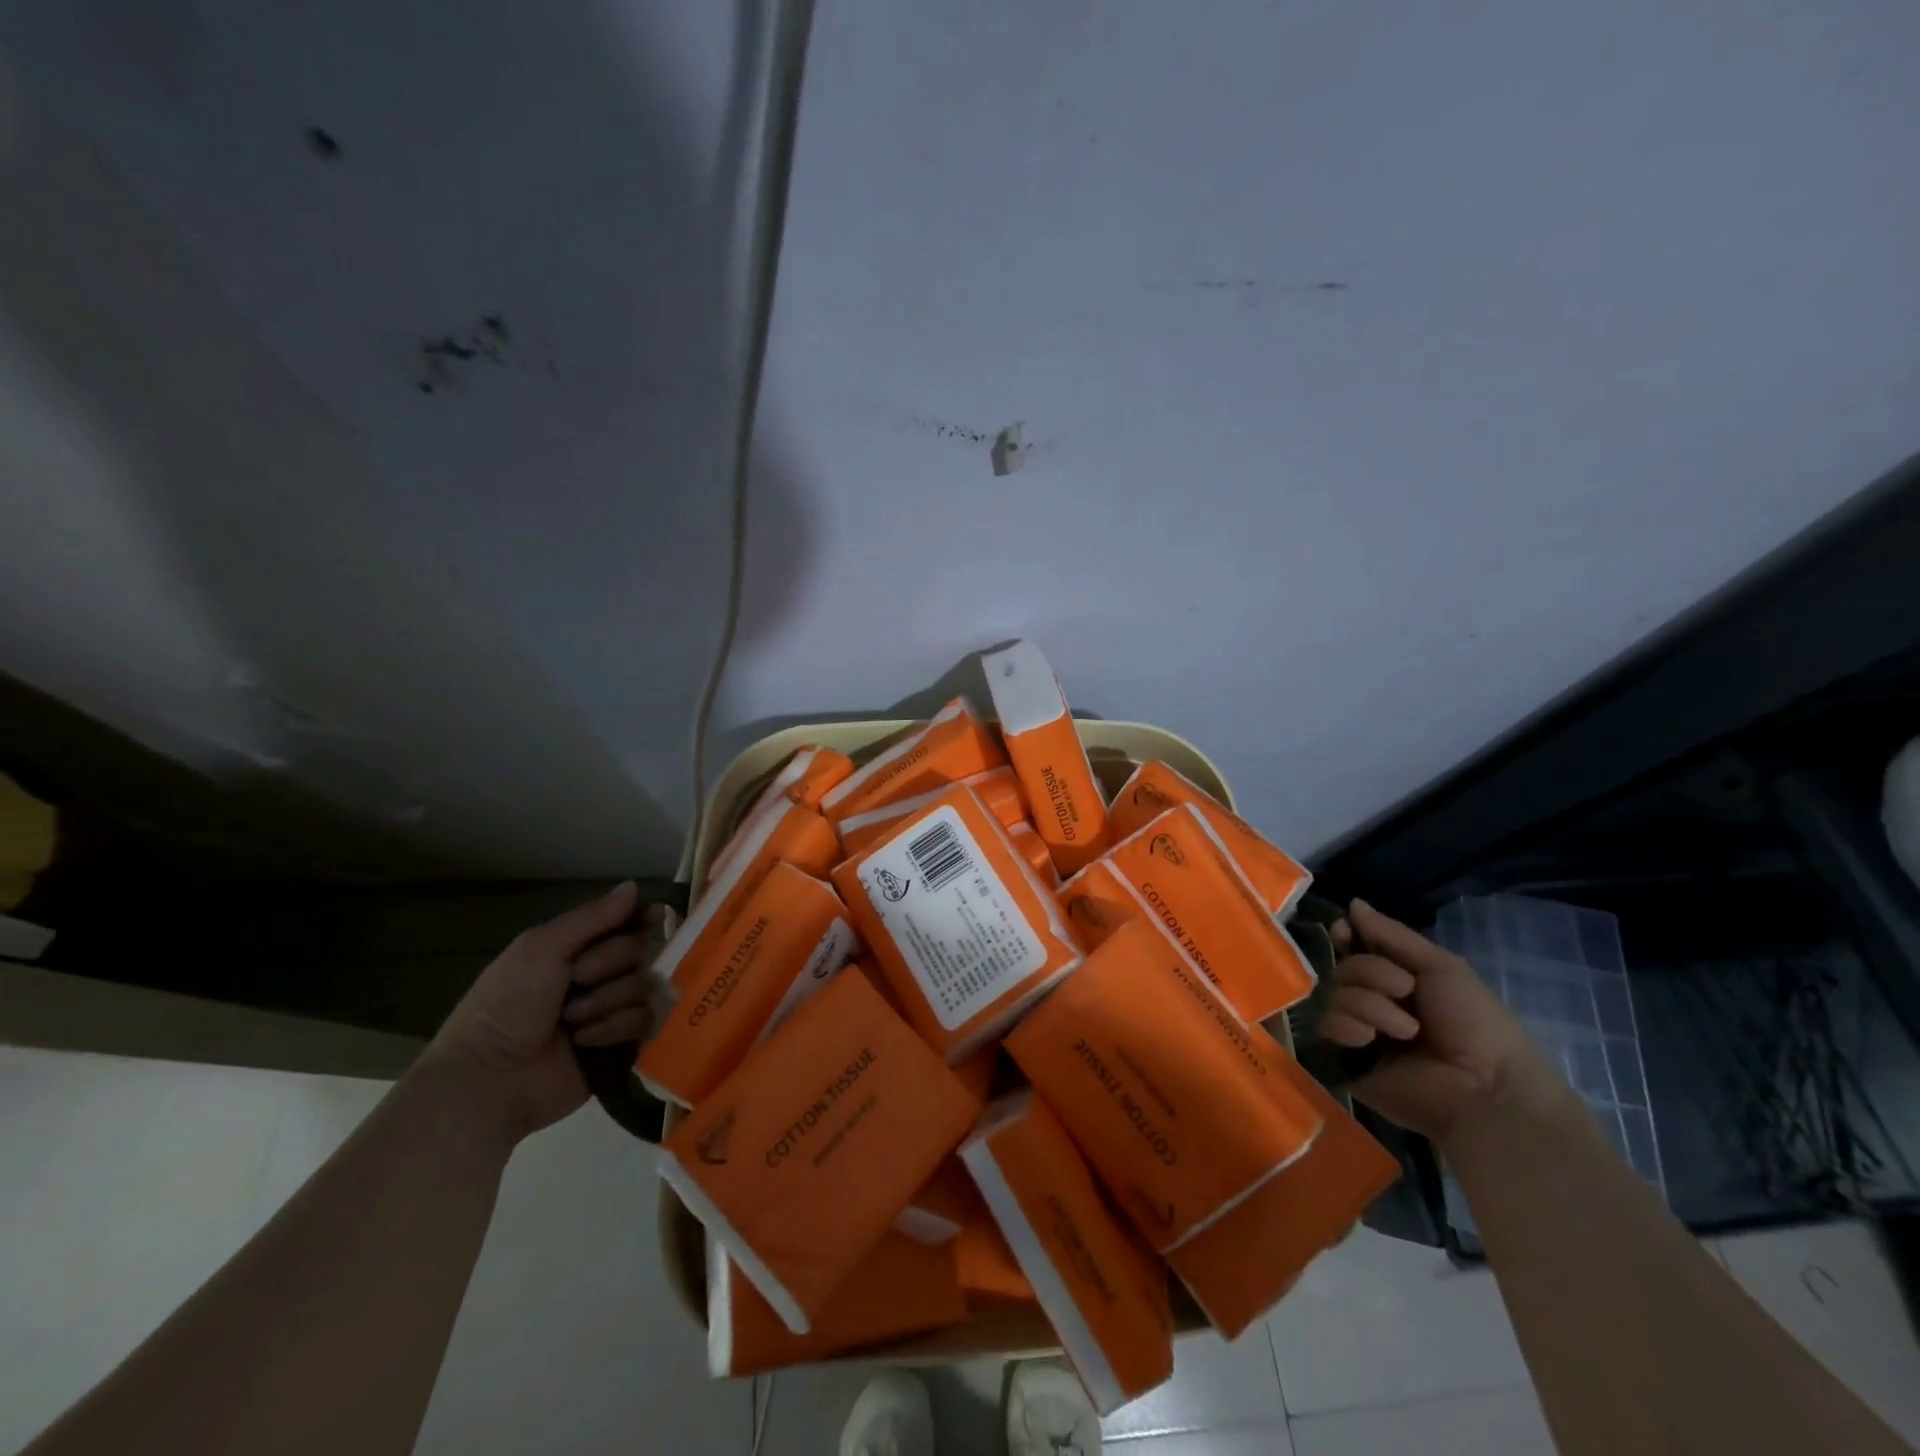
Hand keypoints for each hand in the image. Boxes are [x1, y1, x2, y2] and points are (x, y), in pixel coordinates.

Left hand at [421, 882, 662, 1143]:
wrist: (490, 1079)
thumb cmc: (507, 1006)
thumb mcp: (540, 949)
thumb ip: (592, 917)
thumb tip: (634, 885)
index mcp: (575, 949)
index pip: (624, 923)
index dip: (642, 918)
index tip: (654, 916)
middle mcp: (598, 976)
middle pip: (640, 950)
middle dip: (610, 963)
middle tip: (577, 981)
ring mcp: (611, 1010)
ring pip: (644, 985)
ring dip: (609, 1000)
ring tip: (573, 1021)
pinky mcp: (622, 1045)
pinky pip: (644, 1020)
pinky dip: (615, 1027)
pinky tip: (585, 1040)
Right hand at [1322, 899, 1564, 1145]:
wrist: (1484, 1088)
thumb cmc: (1475, 1024)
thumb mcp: (1441, 967)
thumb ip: (1392, 934)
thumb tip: (1352, 903)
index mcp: (1400, 983)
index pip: (1357, 950)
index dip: (1347, 937)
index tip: (1345, 931)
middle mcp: (1375, 1005)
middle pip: (1344, 968)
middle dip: (1371, 974)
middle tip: (1405, 992)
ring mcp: (1360, 1033)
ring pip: (1335, 995)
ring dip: (1369, 1005)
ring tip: (1405, 1030)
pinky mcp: (1345, 1061)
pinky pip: (1327, 1027)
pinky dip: (1350, 1027)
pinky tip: (1373, 1042)